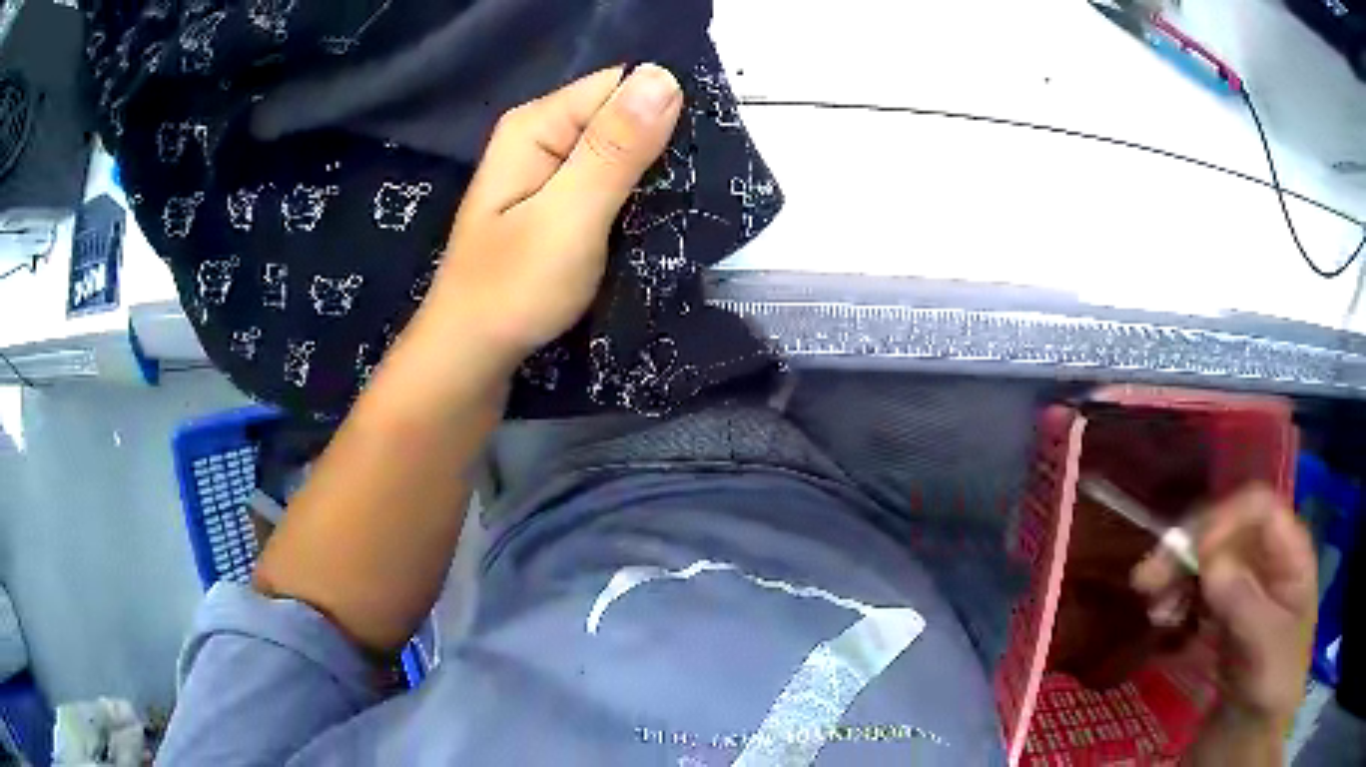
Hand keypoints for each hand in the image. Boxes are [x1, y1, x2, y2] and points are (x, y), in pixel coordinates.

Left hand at [419, 64, 683, 373]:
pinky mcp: (557, 203)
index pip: (620, 86)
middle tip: (692, 192)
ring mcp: (548, 171)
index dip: (664, 111)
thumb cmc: (513, 290)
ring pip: (621, 152)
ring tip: (681, 209)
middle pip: (621, 116)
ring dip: (654, 176)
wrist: (472, 356)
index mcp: (537, 125)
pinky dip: (636, 198)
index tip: (697, 156)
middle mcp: (542, 136)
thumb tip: (664, 76)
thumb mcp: (569, 216)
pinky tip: (655, 221)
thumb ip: (615, 148)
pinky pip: (610, 182)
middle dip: (662, 146)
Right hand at [1132, 485, 1317, 724]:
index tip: (1195, 554)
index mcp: (1289, 555)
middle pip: (1227, 531)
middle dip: (1188, 548)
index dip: (1227, 519)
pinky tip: (1160, 617)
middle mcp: (1266, 562)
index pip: (1260, 510)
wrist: (1254, 736)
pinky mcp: (1223, 617)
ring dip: (1176, 573)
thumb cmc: (1274, 684)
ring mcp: (1244, 589)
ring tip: (1149, 601)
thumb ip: (1244, 602)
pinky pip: (1198, 593)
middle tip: (1148, 579)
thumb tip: (1209, 561)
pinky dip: (1177, 598)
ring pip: (1207, 561)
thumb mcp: (1266, 647)